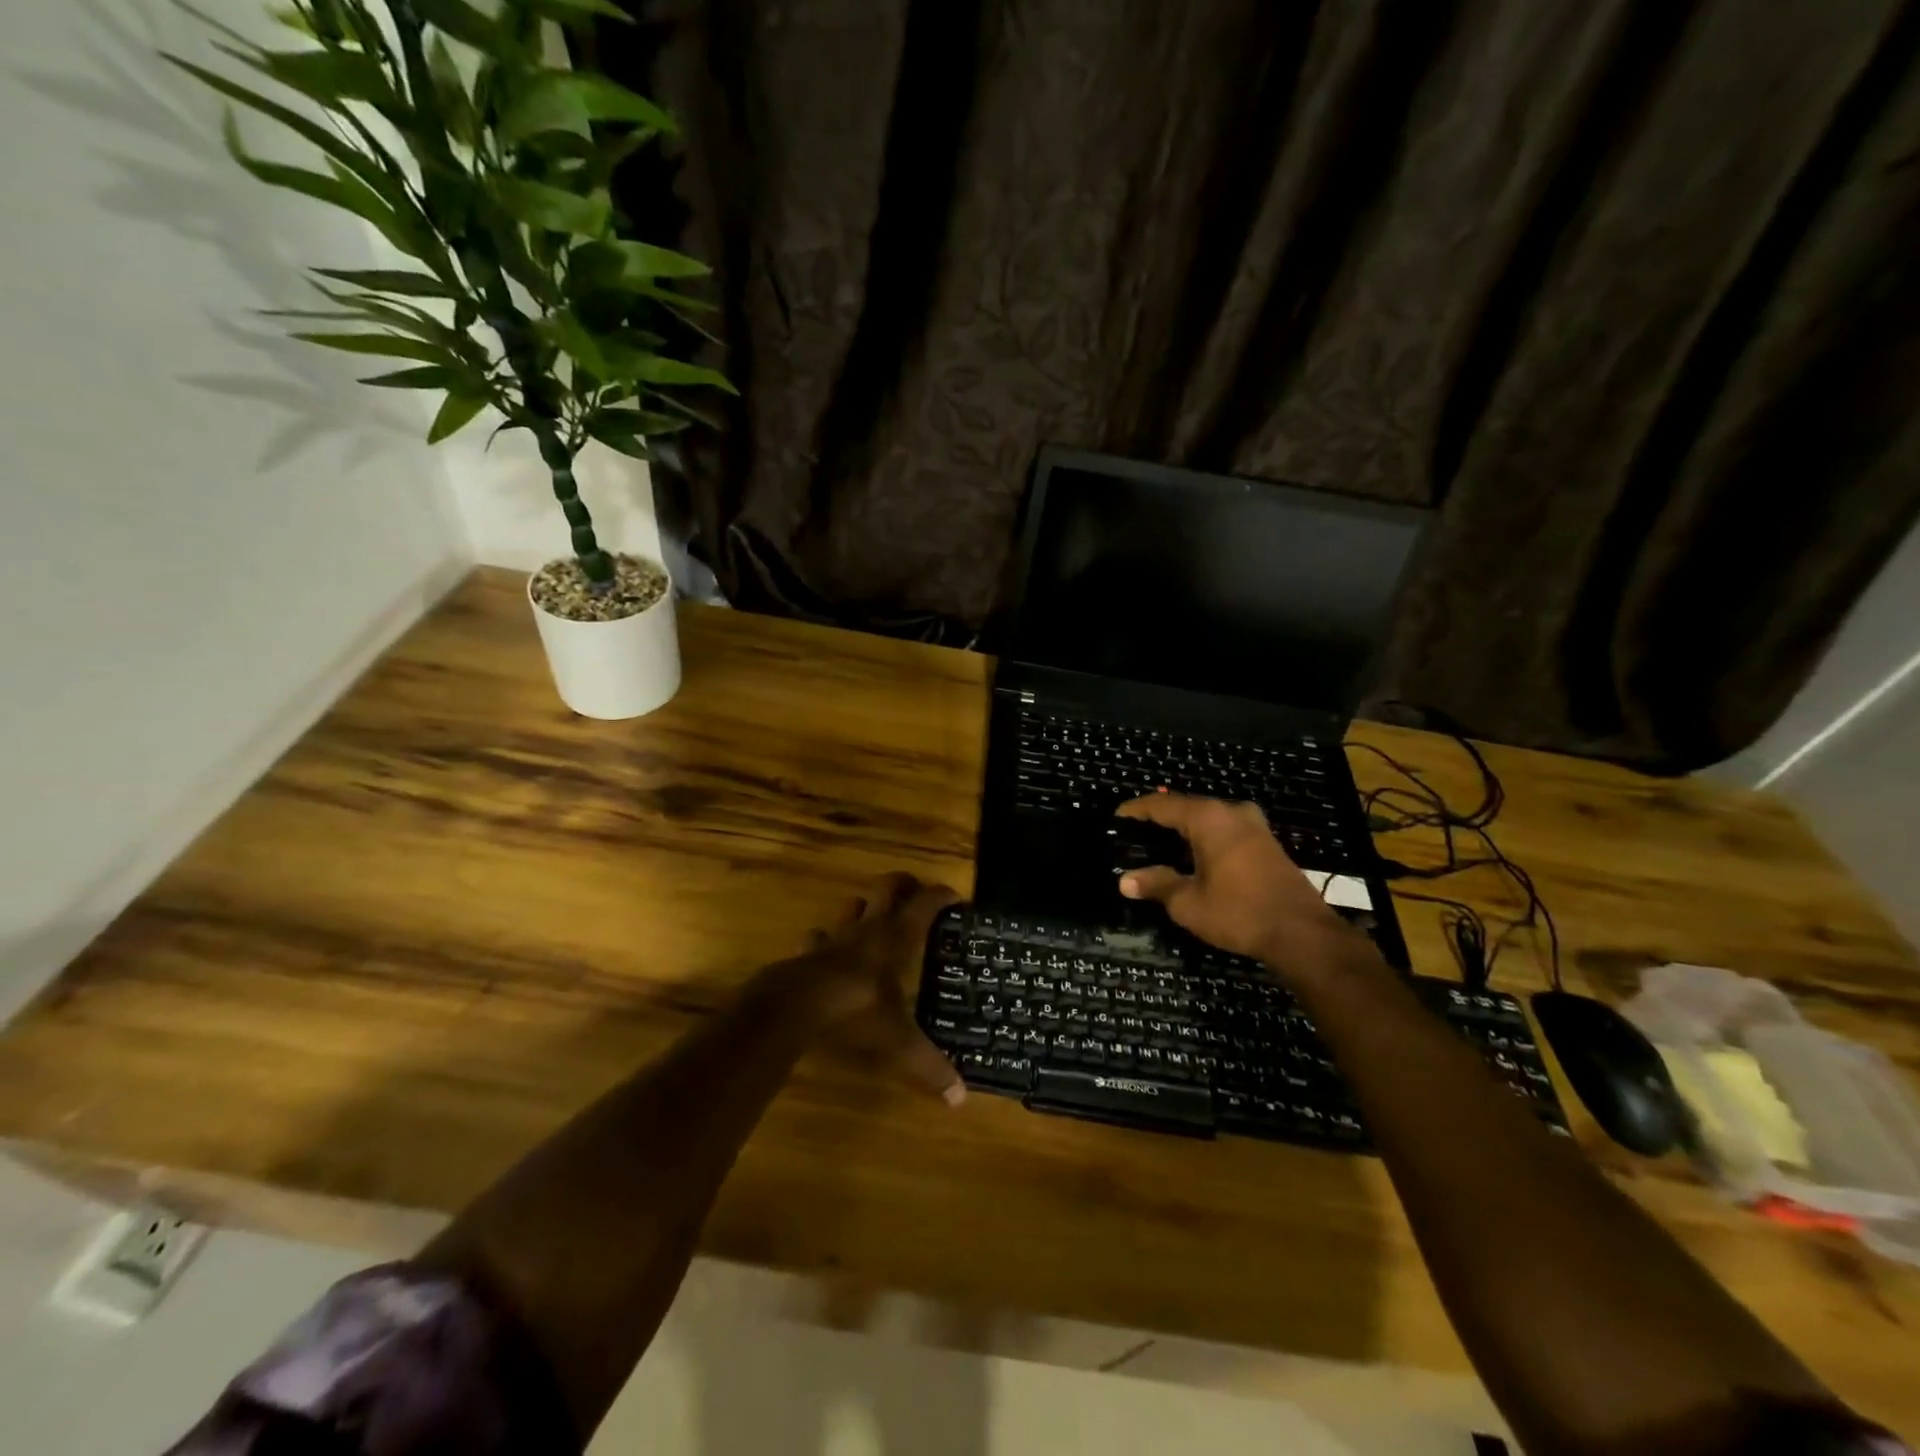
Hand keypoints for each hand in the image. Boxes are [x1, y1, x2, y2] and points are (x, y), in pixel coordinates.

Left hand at [789, 872, 965, 1104]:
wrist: (794, 1006)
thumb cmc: (856, 1010)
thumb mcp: (898, 1041)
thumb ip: (928, 1064)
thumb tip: (959, 1098)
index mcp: (897, 937)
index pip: (926, 903)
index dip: (942, 896)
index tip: (957, 898)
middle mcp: (869, 928)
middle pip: (888, 887)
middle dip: (905, 885)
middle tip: (917, 893)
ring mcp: (836, 936)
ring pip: (853, 904)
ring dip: (866, 905)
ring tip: (876, 917)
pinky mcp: (809, 950)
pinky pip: (819, 935)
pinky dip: (827, 939)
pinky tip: (830, 951)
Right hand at [1114, 795, 1350, 971]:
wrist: (1302, 933)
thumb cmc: (1239, 912)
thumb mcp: (1188, 902)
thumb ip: (1157, 885)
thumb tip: (1125, 880)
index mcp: (1208, 818)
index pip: (1162, 805)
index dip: (1137, 809)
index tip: (1117, 815)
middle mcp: (1231, 812)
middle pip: (1187, 806)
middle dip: (1160, 816)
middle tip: (1135, 828)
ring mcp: (1254, 825)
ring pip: (1209, 817)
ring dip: (1184, 826)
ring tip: (1160, 839)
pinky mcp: (1267, 842)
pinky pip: (1225, 828)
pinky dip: (1205, 835)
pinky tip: (1194, 852)